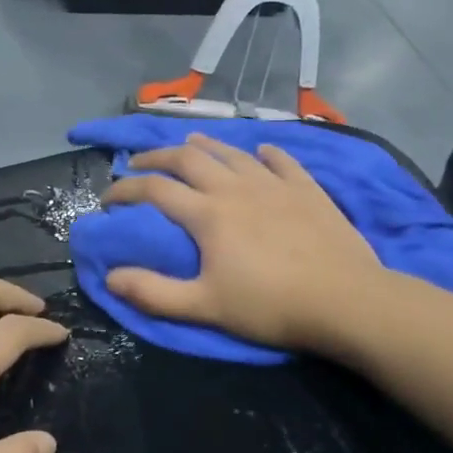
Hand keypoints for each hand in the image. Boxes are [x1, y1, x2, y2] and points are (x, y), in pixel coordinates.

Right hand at [101, 134, 383, 350]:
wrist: (345, 300)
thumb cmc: (270, 307)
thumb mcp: (204, 307)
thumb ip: (154, 292)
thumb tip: (110, 276)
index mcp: (208, 214)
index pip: (154, 190)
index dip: (125, 190)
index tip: (108, 198)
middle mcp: (236, 188)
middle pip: (188, 159)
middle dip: (157, 157)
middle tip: (139, 163)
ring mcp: (275, 184)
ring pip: (232, 153)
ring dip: (205, 146)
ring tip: (188, 144)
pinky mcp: (308, 189)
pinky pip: (282, 161)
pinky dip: (265, 154)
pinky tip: (260, 153)